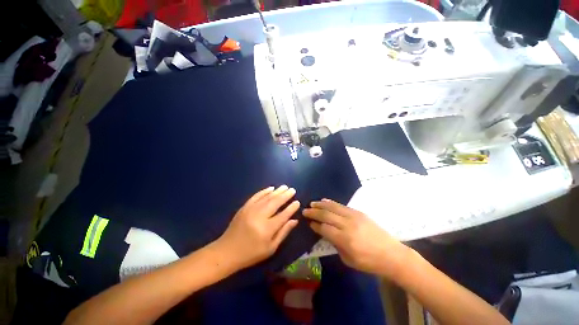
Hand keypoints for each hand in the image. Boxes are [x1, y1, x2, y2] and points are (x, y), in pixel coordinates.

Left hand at [215, 185, 299, 270]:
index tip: (297, 202)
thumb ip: (283, 232)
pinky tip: (270, 188)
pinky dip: (264, 191)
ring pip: (266, 197)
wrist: (227, 251)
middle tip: (292, 190)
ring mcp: (250, 210)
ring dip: (277, 191)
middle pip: (275, 203)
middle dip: (285, 195)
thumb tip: (294, 220)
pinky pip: (256, 196)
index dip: (291, 208)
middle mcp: (259, 217)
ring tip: (285, 187)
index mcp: (267, 229)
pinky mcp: (244, 207)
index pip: (283, 215)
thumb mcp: (270, 248)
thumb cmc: (251, 253)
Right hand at [303, 199, 410, 277]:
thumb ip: (335, 245)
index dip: (315, 225)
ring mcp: (353, 216)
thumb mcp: (349, 260)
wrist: (392, 254)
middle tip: (305, 210)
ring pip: (333, 207)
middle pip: (326, 215)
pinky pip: (341, 205)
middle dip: (314, 212)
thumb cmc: (369, 262)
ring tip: (312, 203)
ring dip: (321, 204)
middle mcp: (347, 225)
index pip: (324, 228)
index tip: (308, 222)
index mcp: (345, 239)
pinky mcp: (358, 212)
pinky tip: (325, 201)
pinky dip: (331, 203)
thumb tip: (325, 233)